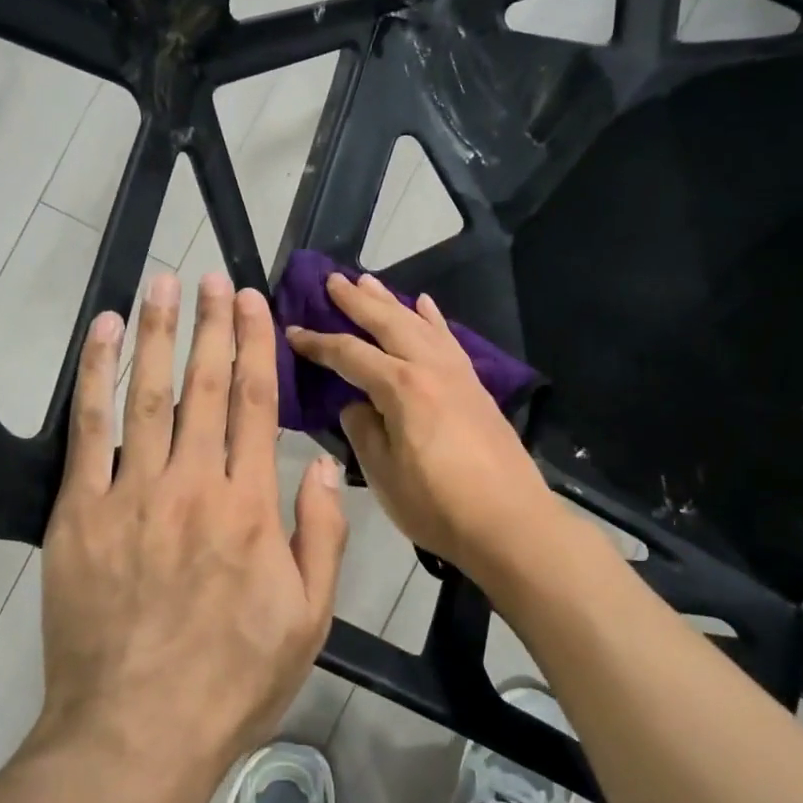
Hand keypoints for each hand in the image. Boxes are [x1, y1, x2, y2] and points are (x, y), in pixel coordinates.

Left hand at [39, 271, 347, 780]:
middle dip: (209, 323)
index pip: (256, 403)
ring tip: (160, 285)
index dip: (254, 345)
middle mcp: (194, 483)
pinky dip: (94, 376)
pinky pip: (89, 430)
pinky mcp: (80, 513)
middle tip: (209, 275)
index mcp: (250, 506)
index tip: (250, 300)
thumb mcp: (309, 618)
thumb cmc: (233, 679)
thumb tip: (319, 463)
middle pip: (205, 384)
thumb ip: (320, 533)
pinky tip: (100, 336)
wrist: (136, 733)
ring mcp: (132, 493)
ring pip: (147, 393)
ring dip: (155, 332)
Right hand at [286, 272, 551, 572]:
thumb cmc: (438, 505)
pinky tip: (425, 305)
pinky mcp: (476, 386)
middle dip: (356, 301)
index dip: (318, 343)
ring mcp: (458, 374)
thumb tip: (355, 405)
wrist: (510, 523)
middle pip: (388, 322)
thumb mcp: (383, 474)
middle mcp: (430, 368)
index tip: (292, 331)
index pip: (349, 355)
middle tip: (331, 279)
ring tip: (369, 281)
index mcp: (402, 388)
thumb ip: (363, 431)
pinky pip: (449, 339)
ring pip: (419, 323)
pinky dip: (433, 318)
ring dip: (391, 301)